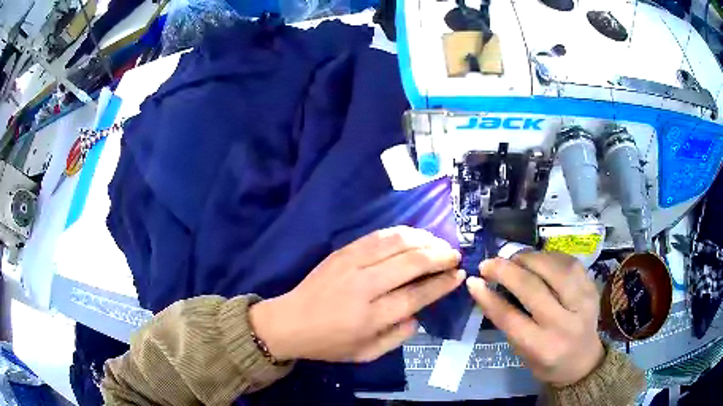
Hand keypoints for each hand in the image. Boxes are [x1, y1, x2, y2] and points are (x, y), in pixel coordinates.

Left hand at [250, 226, 464, 362]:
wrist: (289, 322)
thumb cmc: (329, 343)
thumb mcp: (366, 354)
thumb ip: (397, 337)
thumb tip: (418, 314)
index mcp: (370, 318)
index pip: (416, 295)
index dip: (441, 283)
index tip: (458, 275)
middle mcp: (363, 286)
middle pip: (411, 263)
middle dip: (439, 256)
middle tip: (455, 256)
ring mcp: (351, 264)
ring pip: (396, 243)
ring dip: (424, 239)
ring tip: (439, 244)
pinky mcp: (342, 251)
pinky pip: (378, 235)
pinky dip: (401, 233)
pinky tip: (414, 236)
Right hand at [467, 251, 603, 386]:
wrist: (584, 361)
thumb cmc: (548, 362)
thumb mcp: (523, 352)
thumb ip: (508, 322)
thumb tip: (488, 289)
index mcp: (542, 347)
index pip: (511, 318)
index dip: (489, 297)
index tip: (474, 281)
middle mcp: (564, 324)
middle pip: (533, 289)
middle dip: (506, 271)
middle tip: (489, 264)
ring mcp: (583, 302)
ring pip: (554, 268)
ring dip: (529, 258)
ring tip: (514, 258)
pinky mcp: (592, 287)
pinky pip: (570, 262)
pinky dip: (549, 256)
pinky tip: (538, 259)